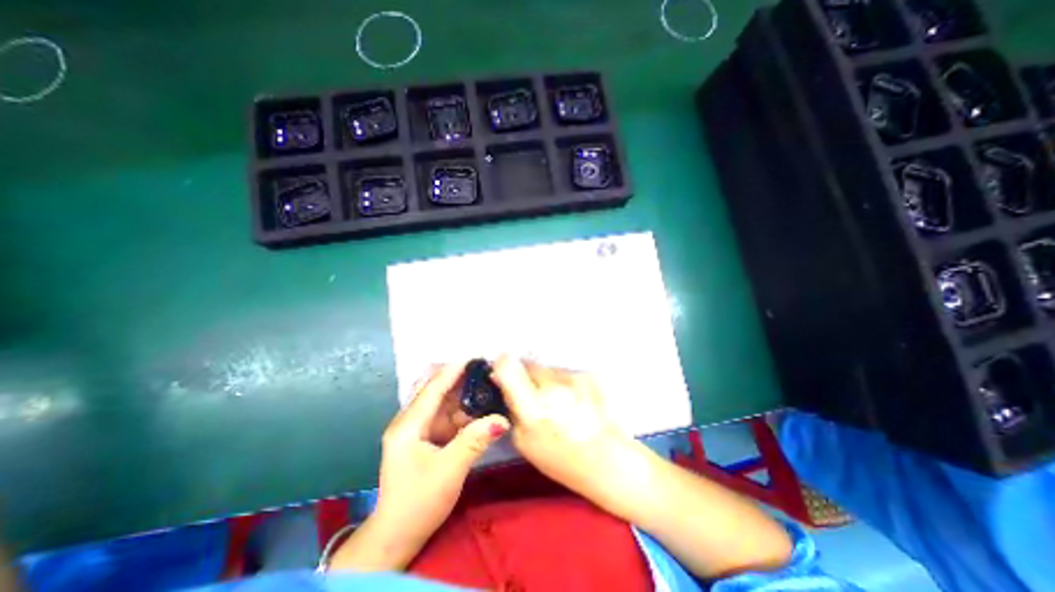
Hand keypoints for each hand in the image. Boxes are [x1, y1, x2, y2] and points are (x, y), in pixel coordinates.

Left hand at [380, 360, 511, 539]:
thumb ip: (475, 441)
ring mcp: (416, 431)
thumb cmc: (419, 502)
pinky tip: (477, 408)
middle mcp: (409, 422)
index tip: (474, 358)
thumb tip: (502, 419)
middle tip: (483, 370)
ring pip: (442, 404)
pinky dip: (461, 412)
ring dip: (462, 395)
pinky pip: (445, 418)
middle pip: (435, 391)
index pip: (433, 389)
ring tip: (485, 385)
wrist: (397, 536)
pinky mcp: (424, 440)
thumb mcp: (449, 470)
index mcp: (408, 425)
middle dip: (458, 379)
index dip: (453, 371)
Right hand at [490, 354, 647, 514]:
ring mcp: (573, 379)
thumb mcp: (524, 441)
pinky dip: (565, 383)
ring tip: (559, 403)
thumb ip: (511, 407)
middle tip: (534, 394)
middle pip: (530, 365)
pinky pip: (567, 373)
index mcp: (533, 409)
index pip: (509, 368)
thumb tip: (500, 380)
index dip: (503, 365)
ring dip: (548, 380)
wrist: (609, 460)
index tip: (503, 369)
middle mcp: (553, 388)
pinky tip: (575, 402)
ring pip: (549, 369)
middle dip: (527, 375)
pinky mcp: (589, 375)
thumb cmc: (561, 459)